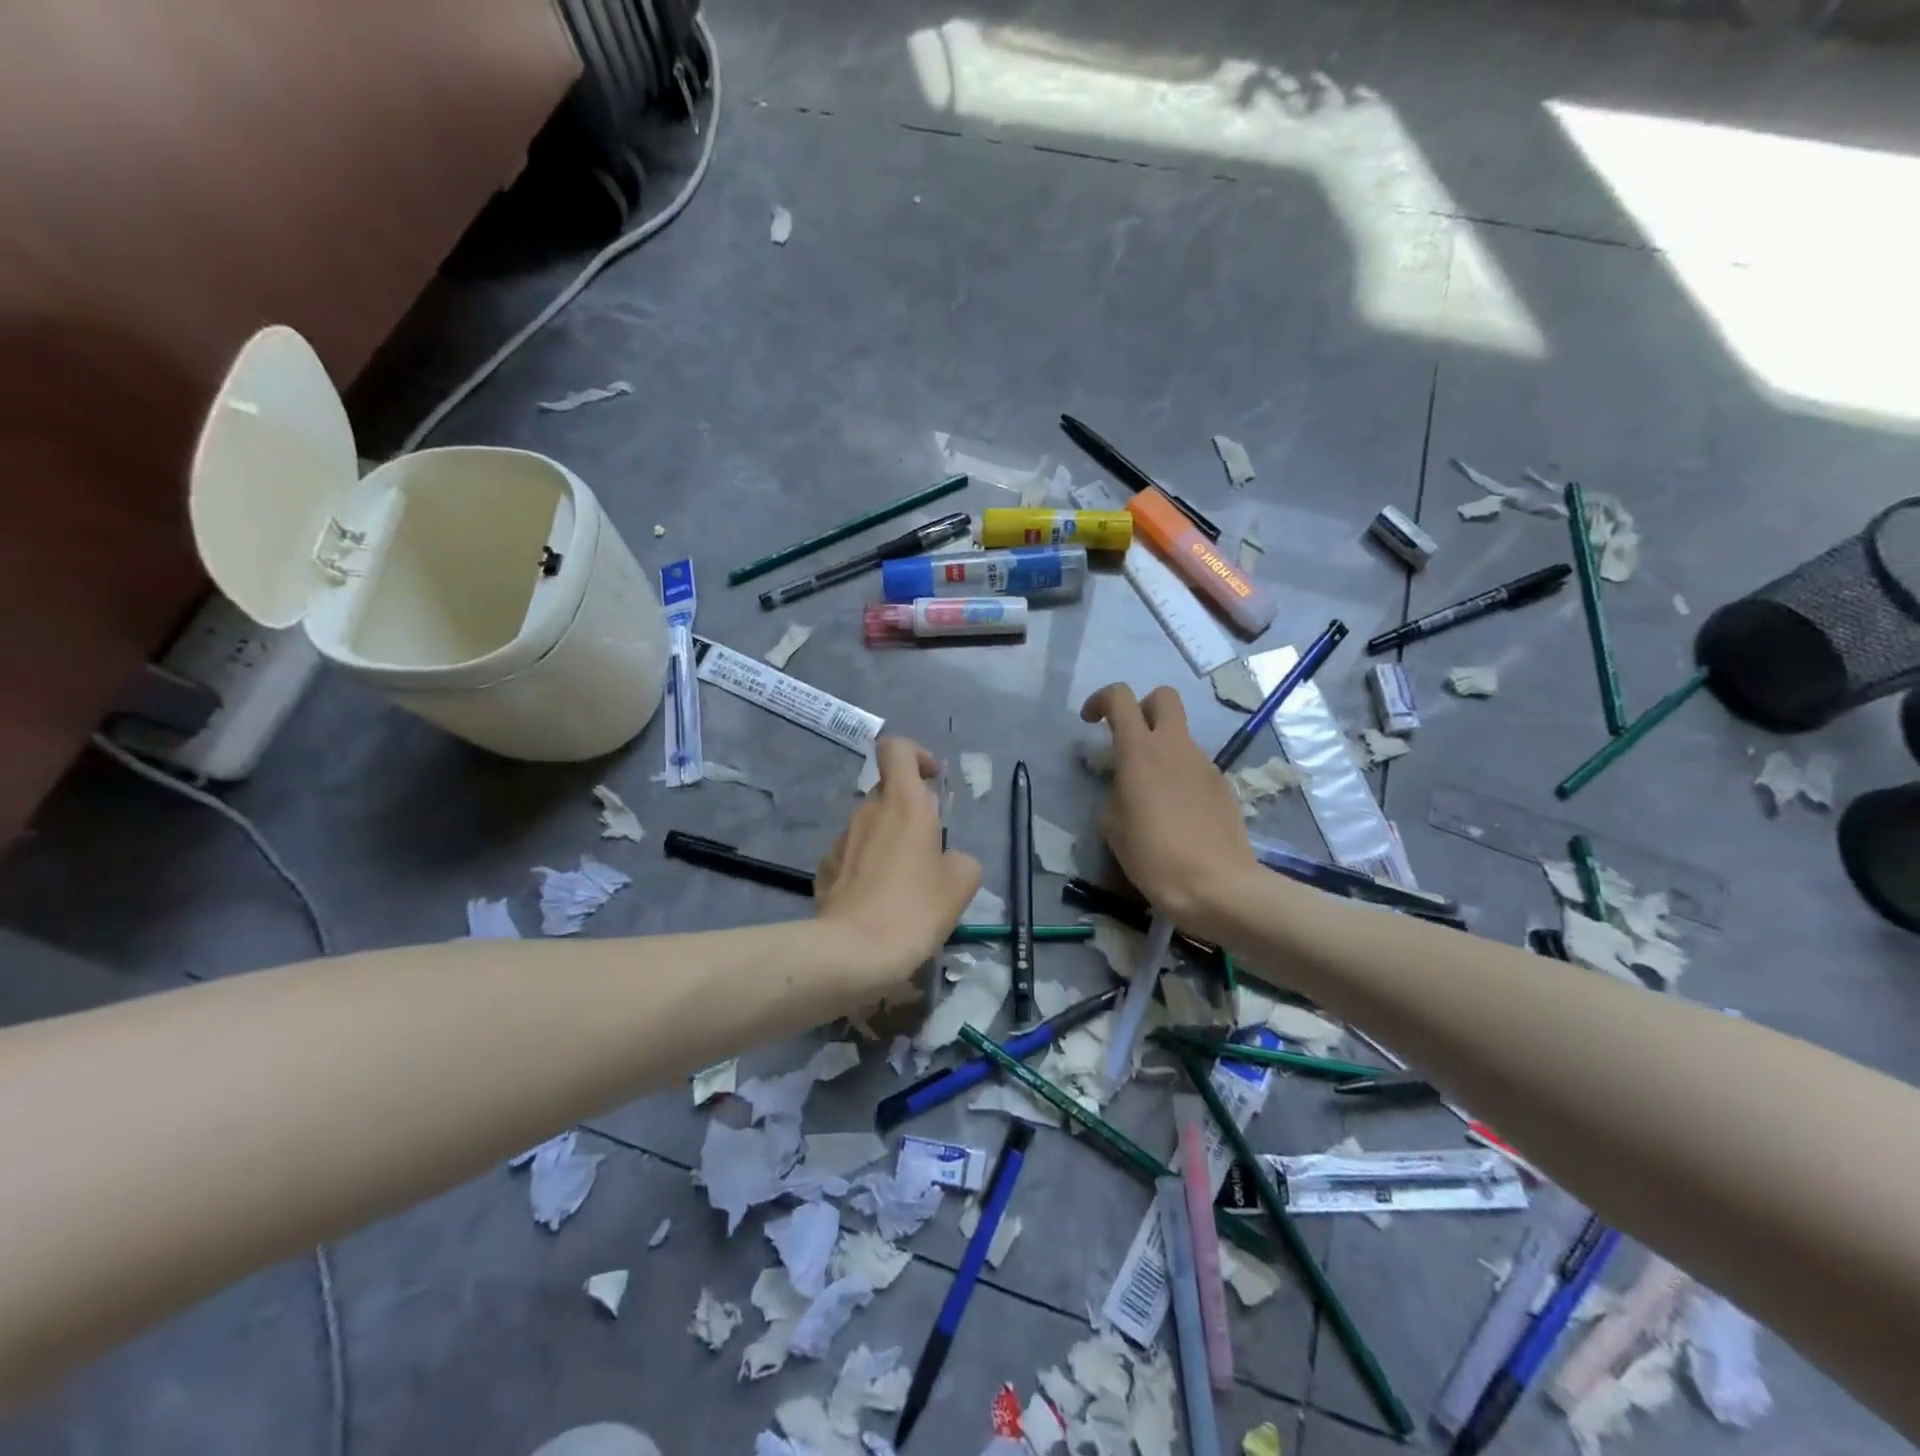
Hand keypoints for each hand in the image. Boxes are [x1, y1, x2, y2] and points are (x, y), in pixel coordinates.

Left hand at [814, 737, 982, 987]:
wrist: (854, 952)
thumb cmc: (915, 908)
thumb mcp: (961, 883)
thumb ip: (960, 859)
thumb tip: (948, 860)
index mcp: (904, 803)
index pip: (896, 749)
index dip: (915, 755)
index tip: (932, 780)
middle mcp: (868, 811)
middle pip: (887, 792)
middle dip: (909, 811)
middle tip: (928, 849)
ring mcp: (841, 840)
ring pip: (870, 827)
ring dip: (888, 842)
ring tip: (904, 885)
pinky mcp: (825, 869)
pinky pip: (852, 856)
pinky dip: (866, 867)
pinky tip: (877, 901)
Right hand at [1081, 684, 1258, 931]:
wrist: (1216, 885)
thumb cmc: (1153, 855)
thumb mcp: (1112, 825)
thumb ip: (1114, 791)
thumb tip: (1123, 785)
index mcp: (1140, 750)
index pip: (1120, 697)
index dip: (1100, 700)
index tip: (1090, 722)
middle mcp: (1175, 746)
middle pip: (1163, 697)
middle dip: (1142, 707)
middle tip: (1128, 739)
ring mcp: (1204, 764)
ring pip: (1180, 735)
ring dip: (1161, 748)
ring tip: (1149, 792)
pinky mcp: (1222, 785)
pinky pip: (1194, 766)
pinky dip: (1179, 775)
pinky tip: (1175, 812)